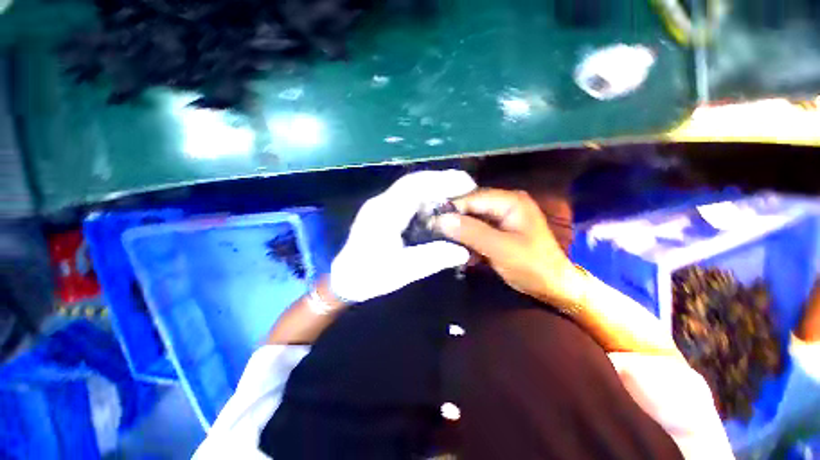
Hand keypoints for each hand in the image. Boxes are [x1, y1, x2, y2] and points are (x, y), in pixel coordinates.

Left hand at [330, 170, 476, 302]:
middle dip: (441, 180)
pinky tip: (437, 204)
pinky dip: (425, 196)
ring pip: (410, 187)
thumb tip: (463, 251)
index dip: (441, 180)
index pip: (414, 187)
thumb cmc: (370, 276)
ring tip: (457, 193)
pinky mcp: (382, 210)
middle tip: (467, 186)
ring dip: (434, 186)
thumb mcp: (403, 271)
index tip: (466, 184)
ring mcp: (380, 205)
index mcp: (384, 214)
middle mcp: (381, 203)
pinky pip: (407, 196)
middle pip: (413, 181)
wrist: (345, 280)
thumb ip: (433, 258)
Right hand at [435, 188, 579, 305]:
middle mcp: (505, 203)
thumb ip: (471, 232)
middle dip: (454, 220)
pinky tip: (460, 249)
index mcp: (510, 201)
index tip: (431, 222)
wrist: (555, 288)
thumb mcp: (500, 249)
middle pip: (471, 206)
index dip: (451, 209)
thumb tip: (441, 220)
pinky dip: (467, 238)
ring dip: (459, 231)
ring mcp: (502, 217)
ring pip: (472, 218)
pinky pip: (477, 229)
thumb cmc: (533, 266)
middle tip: (434, 232)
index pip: (472, 198)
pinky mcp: (499, 230)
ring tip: (443, 241)